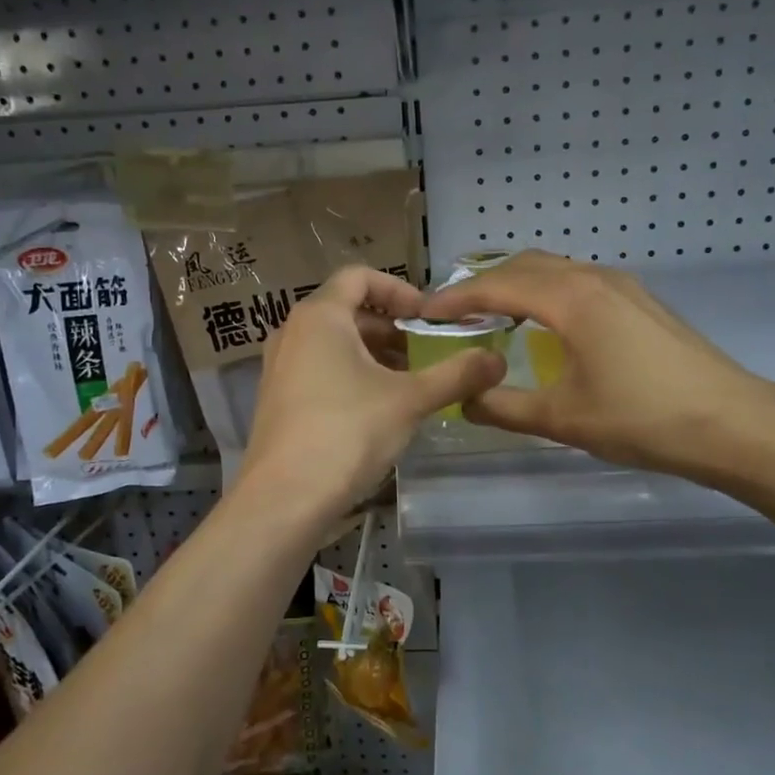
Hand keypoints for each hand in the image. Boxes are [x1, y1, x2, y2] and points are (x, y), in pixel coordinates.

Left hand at [240, 266, 505, 523]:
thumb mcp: (410, 400)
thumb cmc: (347, 432)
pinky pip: (318, 369)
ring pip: (333, 343)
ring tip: (408, 383)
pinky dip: (350, 375)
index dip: (400, 290)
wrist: (284, 499)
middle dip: (391, 328)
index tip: (428, 318)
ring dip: (373, 355)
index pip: (360, 276)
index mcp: (320, 316)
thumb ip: (456, 374)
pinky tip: (376, 409)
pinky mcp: (277, 399)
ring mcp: (279, 367)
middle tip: (425, 353)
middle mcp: (292, 332)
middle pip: (348, 310)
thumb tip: (498, 360)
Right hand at [421, 250, 774, 491]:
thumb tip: (461, 401)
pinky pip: (578, 280)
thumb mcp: (562, 418)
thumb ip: (503, 407)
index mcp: (571, 299)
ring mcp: (622, 286)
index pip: (496, 286)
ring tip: (490, 316)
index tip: (424, 314)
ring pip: (554, 269)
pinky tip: (544, 324)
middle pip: (524, 266)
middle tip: (453, 314)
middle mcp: (594, 278)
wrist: (732, 423)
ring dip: (516, 284)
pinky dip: (546, 291)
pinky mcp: (640, 301)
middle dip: (482, 284)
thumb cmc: (642, 419)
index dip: (455, 299)